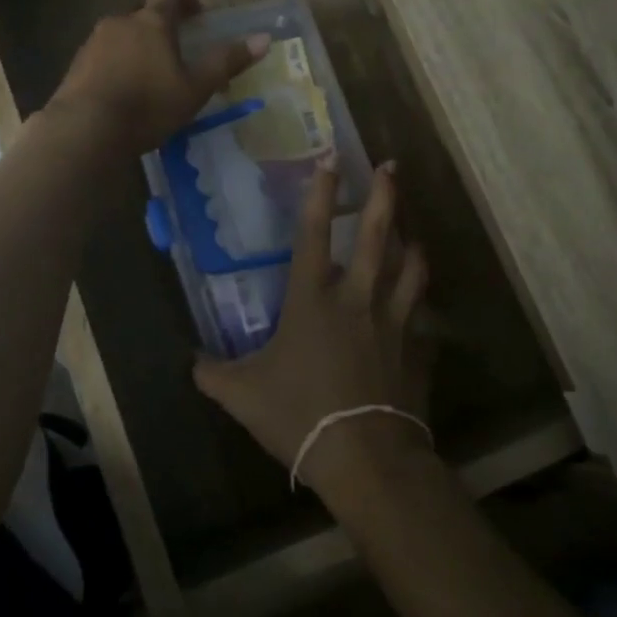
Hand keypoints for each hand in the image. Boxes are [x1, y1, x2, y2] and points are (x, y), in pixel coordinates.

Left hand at [49, 0, 267, 155]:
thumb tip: (264, 39)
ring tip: (150, 86)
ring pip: (122, 38)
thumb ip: (226, 62)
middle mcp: (120, 22)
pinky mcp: (76, 65)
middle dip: (162, 31)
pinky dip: (116, 69)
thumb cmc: (148, 106)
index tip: (198, 16)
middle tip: (178, 61)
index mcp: (153, 21)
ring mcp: (93, 42)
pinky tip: (124, 98)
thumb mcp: (195, 88)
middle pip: (145, 15)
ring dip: (138, 52)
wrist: (85, 129)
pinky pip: (103, 59)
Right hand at [194, 158, 433, 499]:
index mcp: (312, 300)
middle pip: (376, 237)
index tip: (330, 161)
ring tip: (412, 234)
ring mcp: (394, 322)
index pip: (314, 234)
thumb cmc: (299, 415)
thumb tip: (193, 362)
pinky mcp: (417, 350)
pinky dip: (420, 308)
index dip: (319, 195)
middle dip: (384, 197)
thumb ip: (213, 373)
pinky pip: (423, 319)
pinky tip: (419, 310)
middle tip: (391, 167)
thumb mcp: (241, 395)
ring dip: (412, 245)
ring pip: (411, 269)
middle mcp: (357, 299)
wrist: (364, 456)